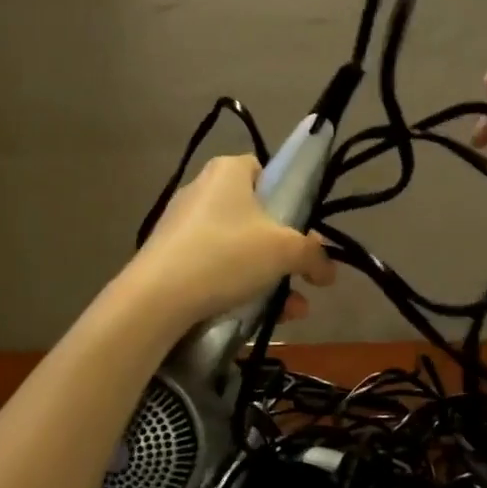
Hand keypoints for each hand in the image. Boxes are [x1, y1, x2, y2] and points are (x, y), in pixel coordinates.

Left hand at [128, 155, 334, 328]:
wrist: (158, 297)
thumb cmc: (227, 254)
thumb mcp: (284, 251)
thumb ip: (313, 254)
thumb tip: (328, 269)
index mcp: (228, 171)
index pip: (265, 170)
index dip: (288, 196)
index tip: (302, 227)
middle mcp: (203, 189)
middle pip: (255, 214)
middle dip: (284, 249)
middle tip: (302, 274)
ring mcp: (183, 224)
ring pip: (238, 246)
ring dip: (269, 276)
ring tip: (292, 310)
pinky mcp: (171, 256)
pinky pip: (216, 265)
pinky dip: (239, 286)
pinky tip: (259, 317)